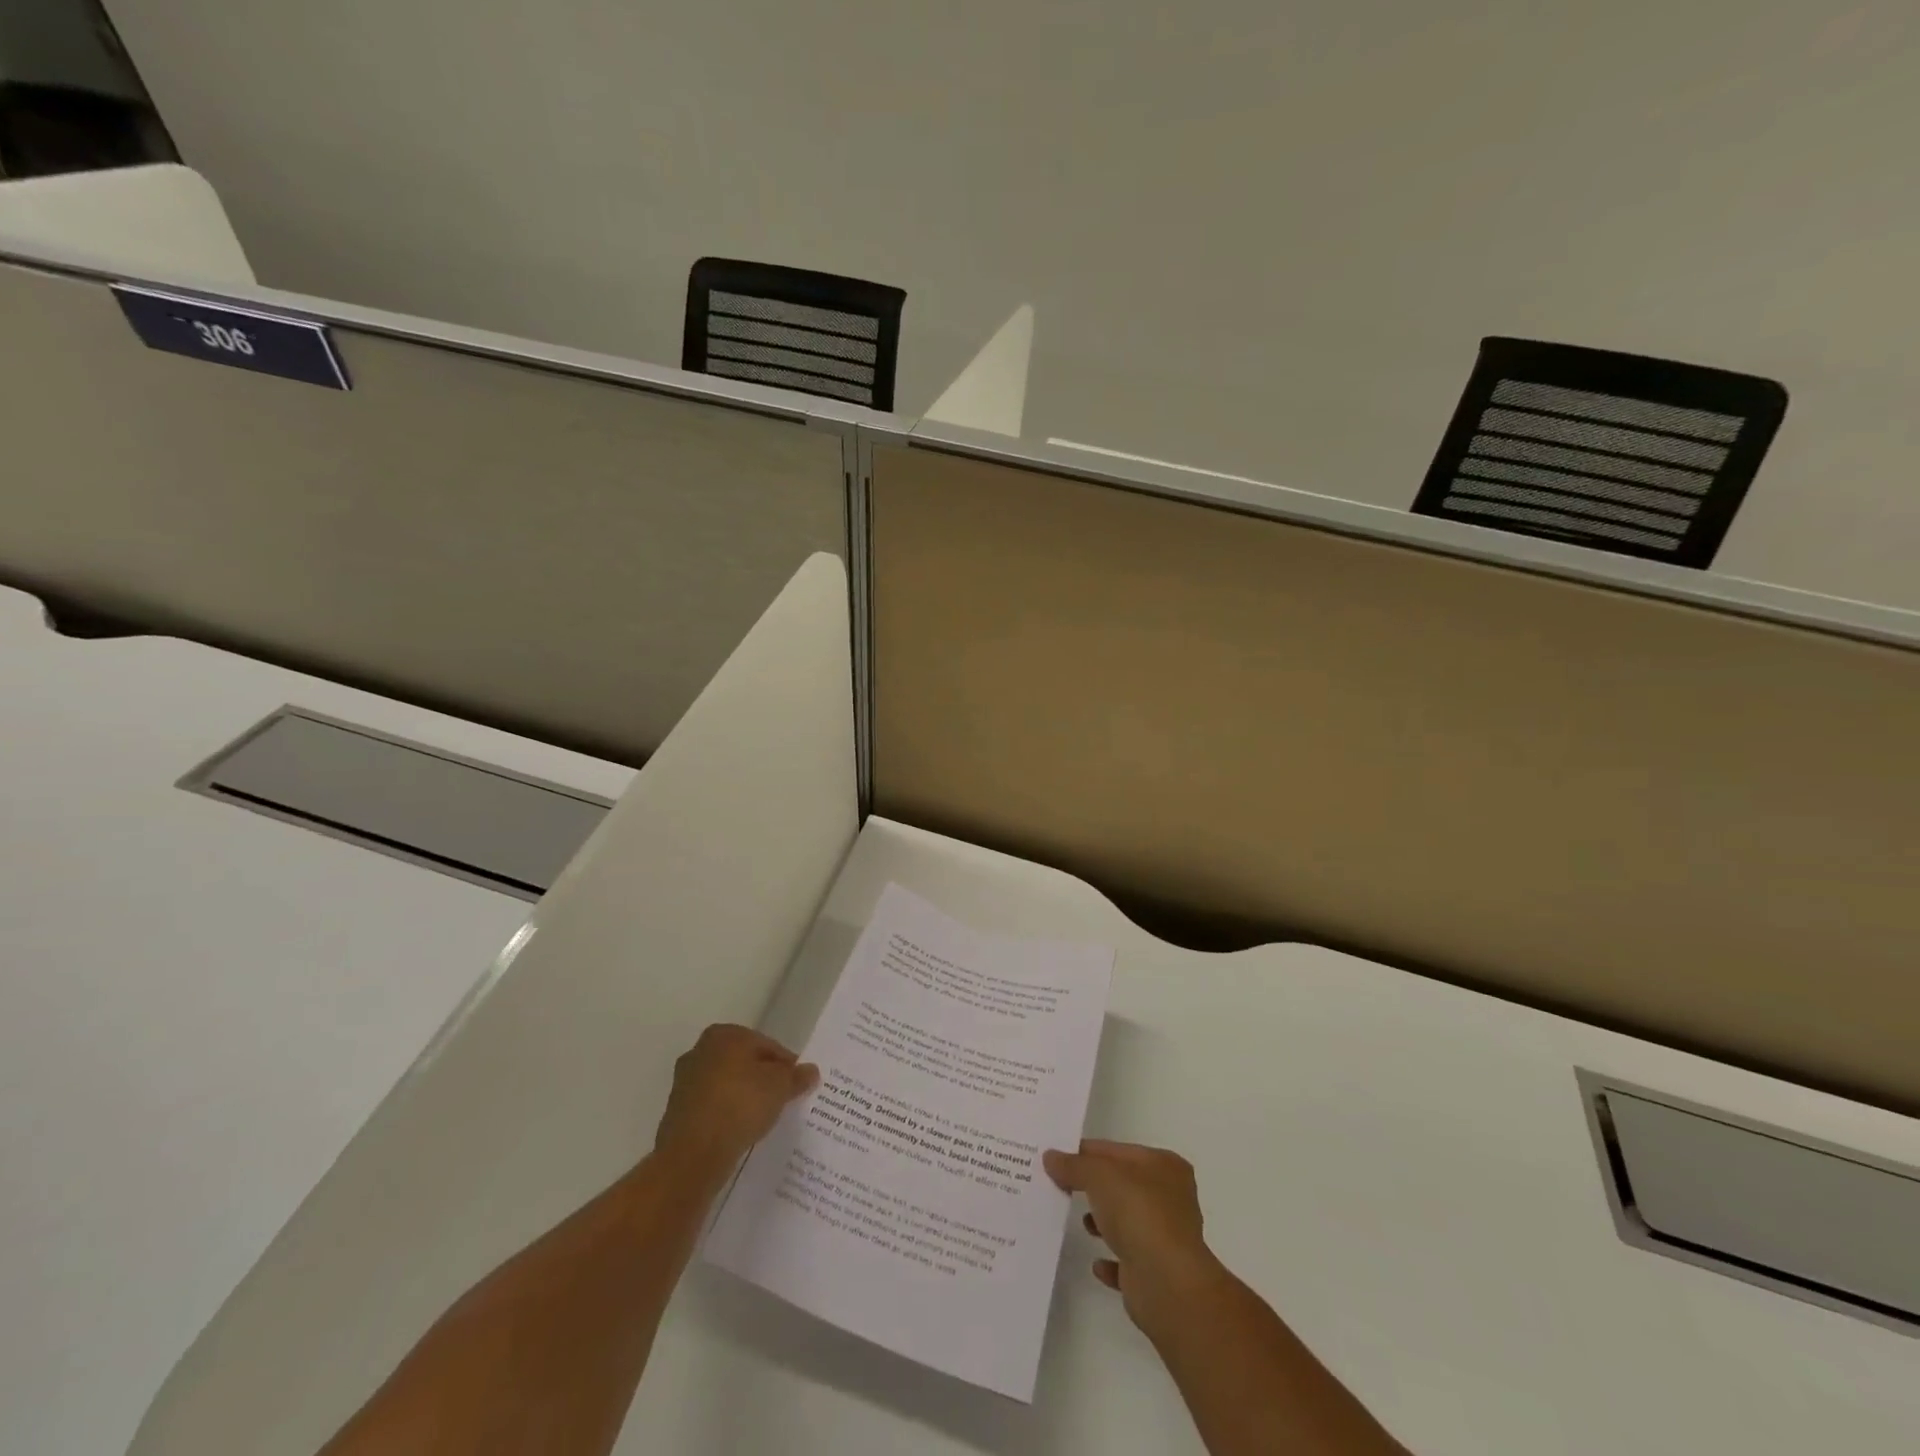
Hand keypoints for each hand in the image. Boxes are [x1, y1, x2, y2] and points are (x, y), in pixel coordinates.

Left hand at [652, 1024, 817, 1187]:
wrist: (693, 1154)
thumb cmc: (740, 1104)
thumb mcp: (780, 1087)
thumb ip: (796, 1076)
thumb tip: (811, 1071)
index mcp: (724, 1034)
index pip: (766, 1045)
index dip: (786, 1065)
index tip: (797, 1084)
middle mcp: (700, 1051)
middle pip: (744, 1063)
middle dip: (762, 1079)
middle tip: (783, 1099)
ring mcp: (685, 1082)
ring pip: (727, 1086)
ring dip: (743, 1098)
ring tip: (763, 1118)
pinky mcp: (677, 1112)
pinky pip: (713, 1108)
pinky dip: (727, 1115)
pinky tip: (741, 1131)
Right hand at [1043, 1140, 1224, 1333]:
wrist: (1167, 1284)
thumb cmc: (1138, 1214)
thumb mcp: (1098, 1176)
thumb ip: (1073, 1165)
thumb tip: (1051, 1157)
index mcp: (1164, 1166)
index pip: (1117, 1151)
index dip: (1087, 1152)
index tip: (1058, 1158)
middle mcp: (1171, 1198)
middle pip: (1123, 1185)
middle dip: (1095, 1187)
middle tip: (1061, 1187)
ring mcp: (1167, 1237)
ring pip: (1128, 1222)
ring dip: (1104, 1222)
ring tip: (1080, 1223)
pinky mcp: (1158, 1273)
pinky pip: (1129, 1261)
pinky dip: (1112, 1260)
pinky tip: (1096, 1262)